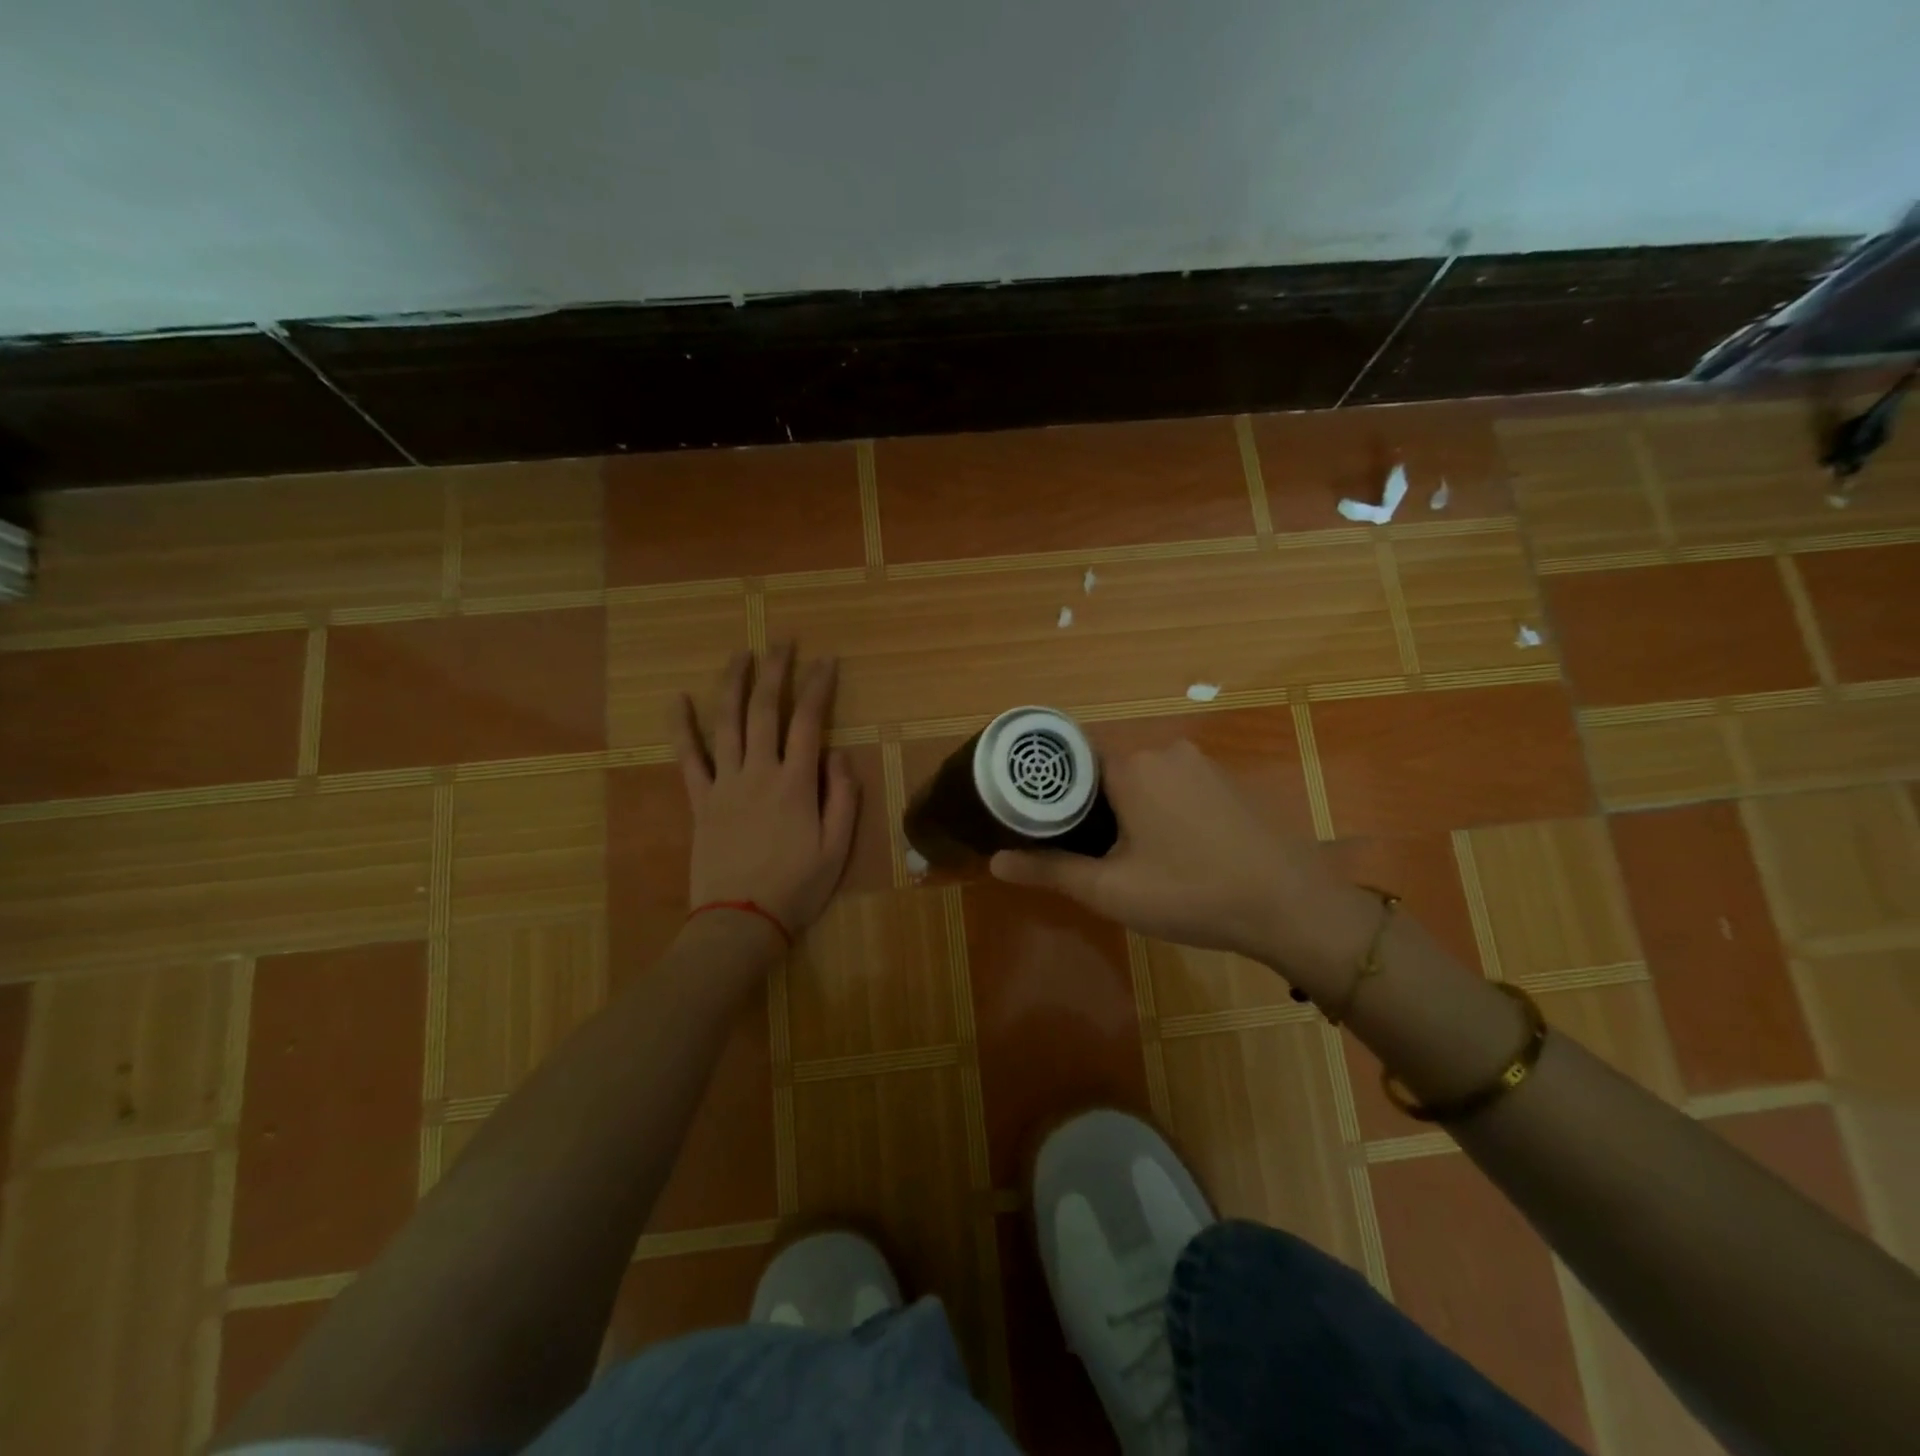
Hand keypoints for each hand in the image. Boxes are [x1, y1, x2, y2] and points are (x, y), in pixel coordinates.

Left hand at [669, 645, 858, 942]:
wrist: (740, 921)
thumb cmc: (796, 888)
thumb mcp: (837, 849)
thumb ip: (843, 798)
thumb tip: (837, 755)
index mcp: (796, 783)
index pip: (809, 721)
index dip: (819, 686)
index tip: (827, 660)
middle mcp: (759, 772)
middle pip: (765, 710)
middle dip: (776, 671)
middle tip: (782, 642)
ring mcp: (724, 783)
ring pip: (727, 722)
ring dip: (734, 684)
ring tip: (741, 654)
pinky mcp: (699, 800)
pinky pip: (688, 757)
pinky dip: (682, 726)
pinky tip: (679, 699)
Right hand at [990, 740, 1363, 974]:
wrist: (1290, 906)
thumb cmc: (1191, 893)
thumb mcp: (1111, 889)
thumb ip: (1050, 870)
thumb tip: (996, 861)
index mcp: (1131, 766)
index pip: (1070, 758)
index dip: (1049, 788)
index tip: (1035, 817)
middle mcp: (1164, 750)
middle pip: (1104, 767)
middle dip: (1086, 801)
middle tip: (1074, 845)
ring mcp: (1200, 762)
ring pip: (1140, 775)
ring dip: (1122, 805)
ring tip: (1113, 849)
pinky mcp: (1225, 780)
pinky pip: (1172, 783)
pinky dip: (1155, 805)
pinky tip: (1163, 845)